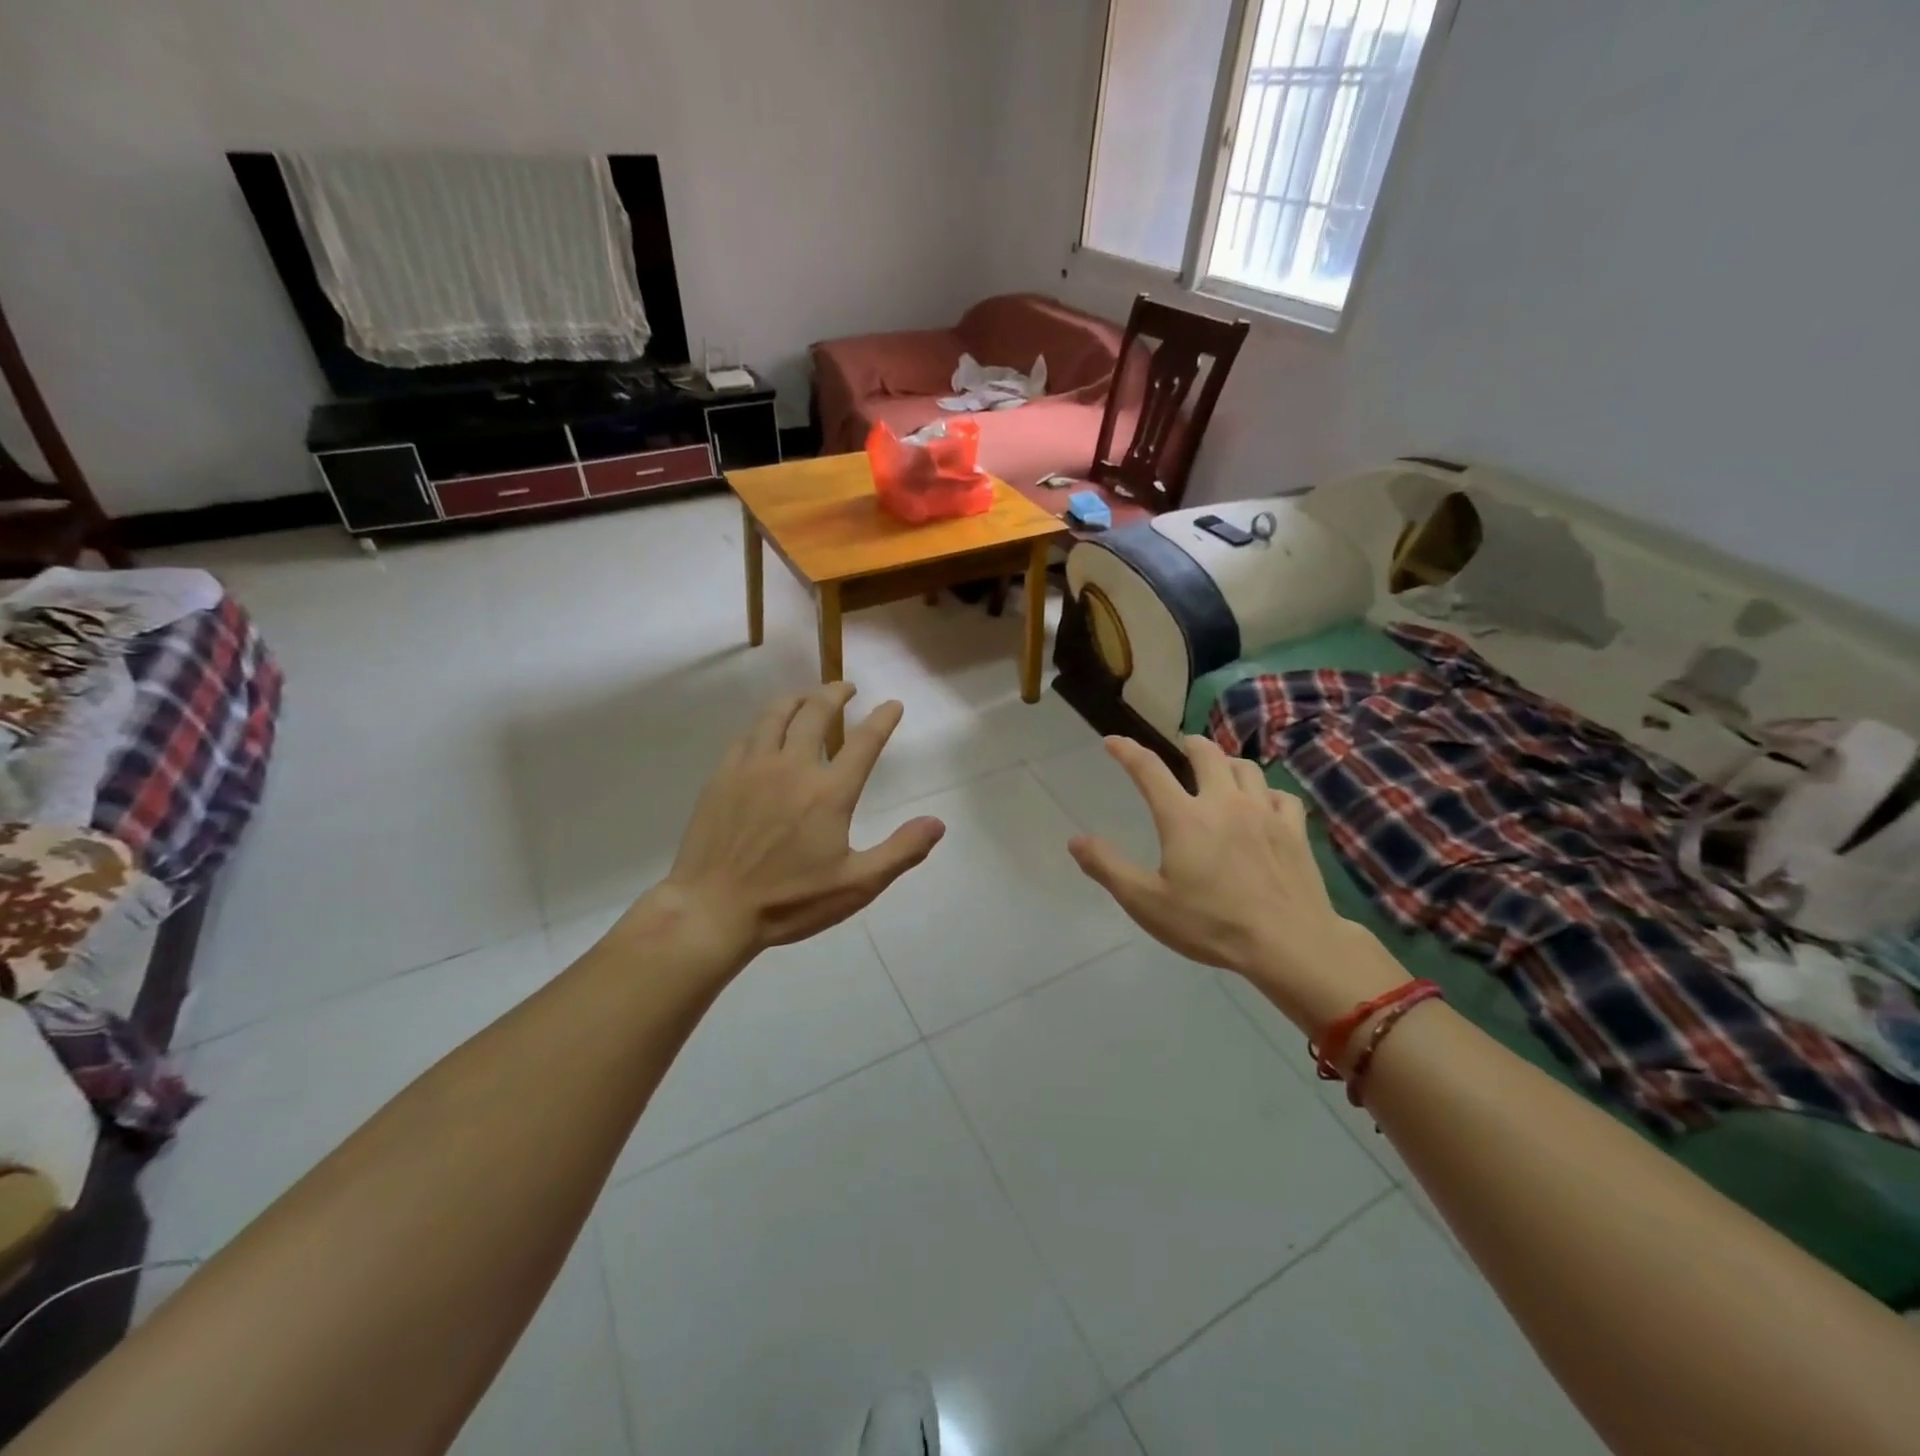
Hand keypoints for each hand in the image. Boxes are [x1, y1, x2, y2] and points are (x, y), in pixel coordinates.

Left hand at [642, 684, 944, 969]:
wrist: (713, 909)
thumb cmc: (789, 901)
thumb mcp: (856, 885)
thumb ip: (901, 851)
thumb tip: (937, 823)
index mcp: (829, 792)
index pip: (864, 742)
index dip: (882, 719)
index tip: (892, 704)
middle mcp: (792, 767)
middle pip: (817, 712)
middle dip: (836, 693)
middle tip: (846, 687)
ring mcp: (753, 767)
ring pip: (777, 714)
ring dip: (798, 698)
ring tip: (808, 696)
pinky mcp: (723, 776)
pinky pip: (747, 735)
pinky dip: (764, 723)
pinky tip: (766, 730)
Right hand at [1068, 735, 1405, 1028]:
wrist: (1289, 943)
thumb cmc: (1210, 924)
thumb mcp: (1146, 903)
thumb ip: (1108, 868)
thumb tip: (1075, 841)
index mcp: (1184, 817)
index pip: (1148, 770)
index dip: (1127, 751)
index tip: (1113, 741)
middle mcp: (1224, 803)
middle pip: (1207, 754)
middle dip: (1191, 744)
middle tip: (1183, 747)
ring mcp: (1264, 813)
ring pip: (1247, 768)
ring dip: (1229, 763)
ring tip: (1221, 770)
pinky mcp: (1294, 830)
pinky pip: (1281, 795)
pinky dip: (1267, 792)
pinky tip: (1264, 804)